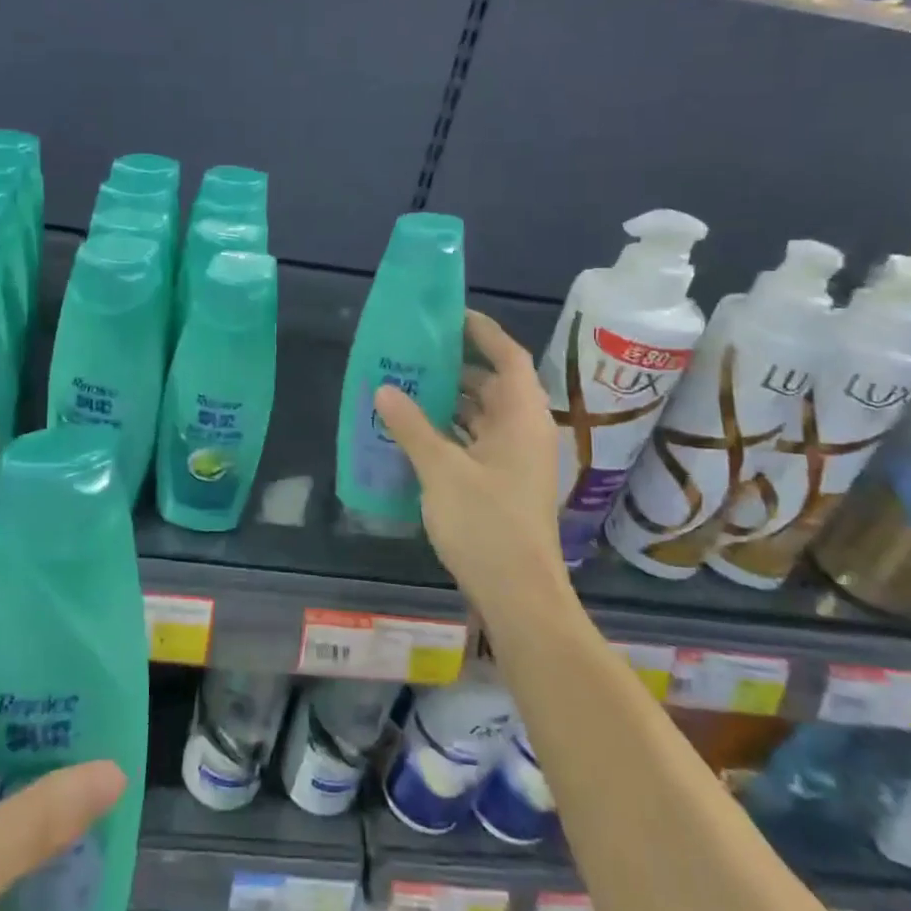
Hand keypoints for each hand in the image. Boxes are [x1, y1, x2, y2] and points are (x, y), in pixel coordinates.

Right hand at [374, 311, 564, 610]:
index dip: (483, 332)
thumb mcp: (441, 470)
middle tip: (416, 353)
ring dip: (453, 401)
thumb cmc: (486, 524)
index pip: (508, 356)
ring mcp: (518, 459)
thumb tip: (385, 389)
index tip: (451, 316)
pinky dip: (453, 430)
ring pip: (485, 415)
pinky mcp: (506, 483)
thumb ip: (412, 426)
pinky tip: (418, 432)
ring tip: (409, 385)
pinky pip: (479, 440)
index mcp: (521, 417)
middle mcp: (525, 431)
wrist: (518, 593)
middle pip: (495, 384)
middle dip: (458, 367)